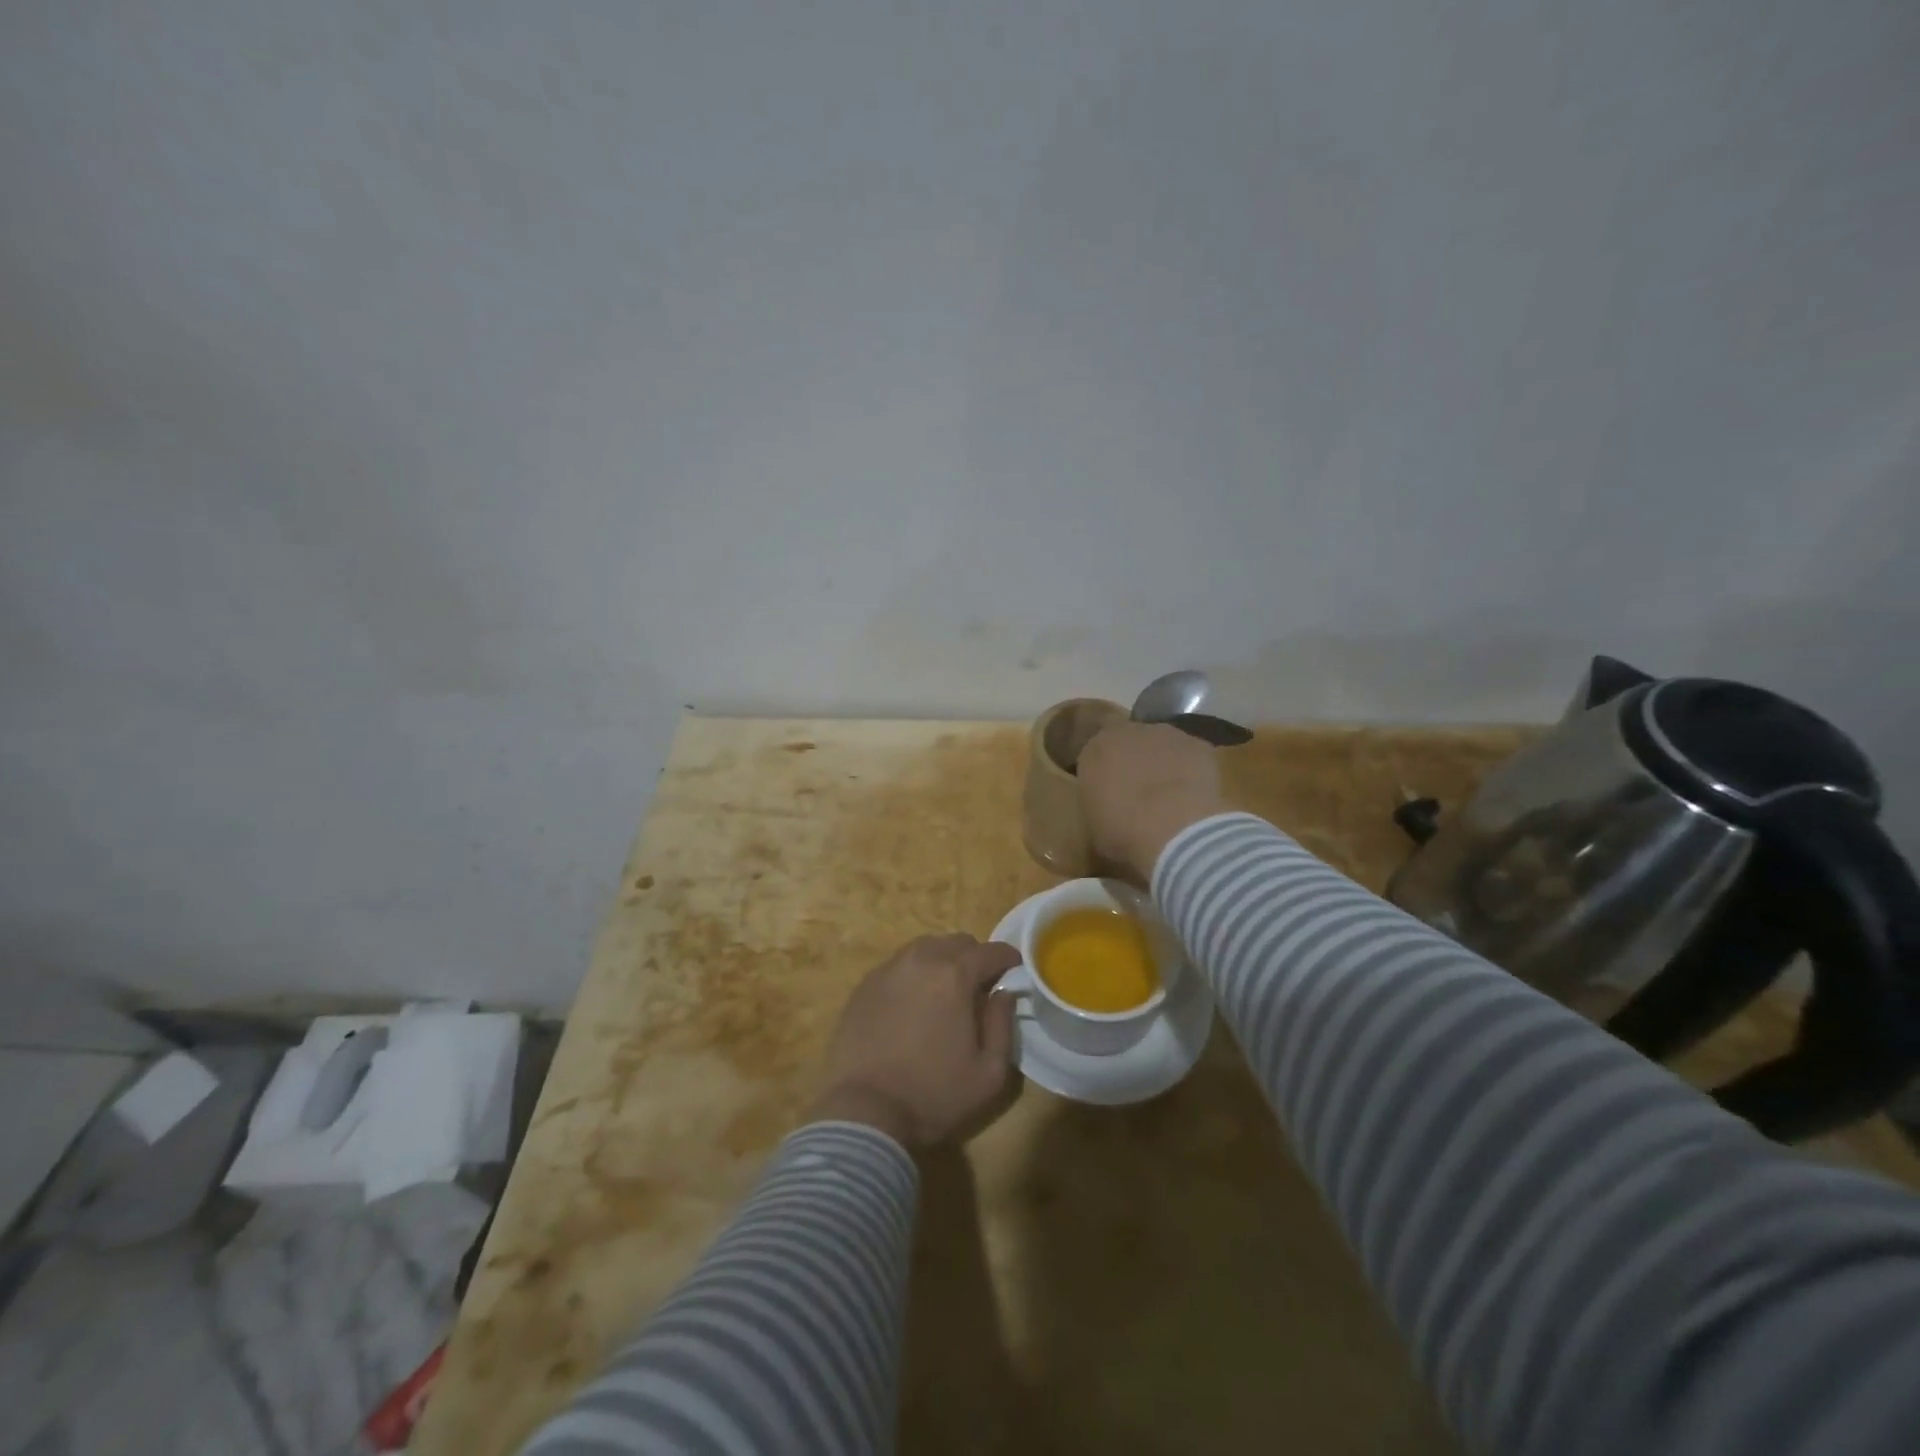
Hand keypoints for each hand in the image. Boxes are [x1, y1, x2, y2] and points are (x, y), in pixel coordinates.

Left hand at [809, 934, 1022, 1147]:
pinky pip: (898, 966)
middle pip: (957, 943)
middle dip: (974, 958)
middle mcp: (920, 960)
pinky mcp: (864, 985)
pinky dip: (913, 975)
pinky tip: (913, 1003)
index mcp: (954, 975)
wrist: (863, 1112)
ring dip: (942, 962)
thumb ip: (1003, 1025)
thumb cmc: (933, 1095)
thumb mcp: (989, 1074)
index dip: (1008, 958)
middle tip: (979, 986)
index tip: (1015, 970)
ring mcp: (888, 970)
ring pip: (924, 948)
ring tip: (945, 992)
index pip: (990, 951)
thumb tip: (1003, 994)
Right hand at [1077, 721, 1228, 881]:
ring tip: (1171, 799)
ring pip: (1162, 747)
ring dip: (1164, 765)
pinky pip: (1192, 757)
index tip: (1109, 796)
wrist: (1174, 829)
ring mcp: (1168, 735)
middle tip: (1140, 795)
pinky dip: (1192, 772)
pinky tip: (1195, 799)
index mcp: (1095, 749)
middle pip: (1130, 744)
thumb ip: (1098, 802)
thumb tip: (1106, 803)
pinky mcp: (1199, 745)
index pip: (1095, 755)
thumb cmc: (1122, 831)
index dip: (1104, 775)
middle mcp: (1129, 732)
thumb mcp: (1093, 824)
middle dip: (1134, 763)